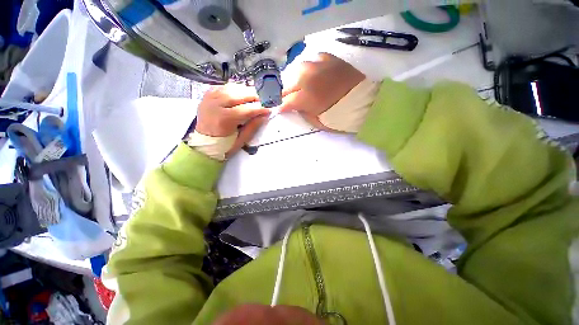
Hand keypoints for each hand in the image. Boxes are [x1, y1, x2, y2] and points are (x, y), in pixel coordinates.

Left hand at [195, 83, 269, 154]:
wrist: (203, 145)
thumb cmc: (223, 146)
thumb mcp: (240, 141)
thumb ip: (252, 127)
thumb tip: (264, 115)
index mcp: (223, 120)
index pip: (245, 109)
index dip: (259, 108)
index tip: (268, 109)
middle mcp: (215, 105)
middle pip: (237, 94)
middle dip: (253, 96)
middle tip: (263, 100)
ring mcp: (209, 99)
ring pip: (230, 88)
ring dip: (244, 90)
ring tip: (253, 96)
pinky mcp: (206, 97)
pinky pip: (222, 87)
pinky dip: (233, 88)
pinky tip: (240, 93)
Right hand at [279, 53, 364, 130]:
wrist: (366, 99)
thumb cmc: (341, 115)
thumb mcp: (318, 121)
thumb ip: (303, 113)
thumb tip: (294, 107)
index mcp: (304, 97)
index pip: (284, 102)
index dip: (279, 107)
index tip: (277, 110)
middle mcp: (306, 77)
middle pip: (286, 86)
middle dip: (284, 95)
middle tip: (285, 100)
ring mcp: (316, 64)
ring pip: (295, 72)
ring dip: (294, 81)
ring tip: (298, 88)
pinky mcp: (326, 57)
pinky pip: (310, 62)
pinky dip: (308, 71)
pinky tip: (312, 76)